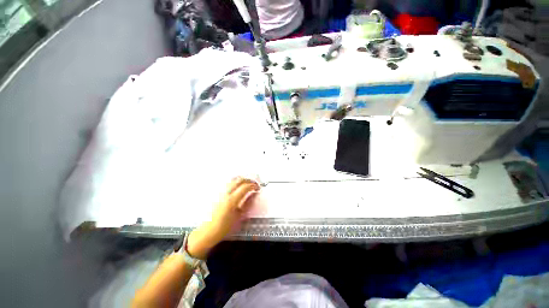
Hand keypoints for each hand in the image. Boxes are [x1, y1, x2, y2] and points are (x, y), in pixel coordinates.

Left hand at [187, 177, 259, 258]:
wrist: (207, 232)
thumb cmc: (224, 227)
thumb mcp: (239, 216)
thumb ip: (247, 203)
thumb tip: (254, 194)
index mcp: (232, 200)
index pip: (245, 187)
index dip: (253, 185)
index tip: (258, 188)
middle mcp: (225, 193)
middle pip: (239, 180)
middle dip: (248, 180)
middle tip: (254, 184)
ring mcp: (220, 192)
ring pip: (233, 180)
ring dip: (242, 180)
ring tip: (247, 184)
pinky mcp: (217, 193)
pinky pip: (228, 183)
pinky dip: (235, 182)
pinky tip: (238, 187)